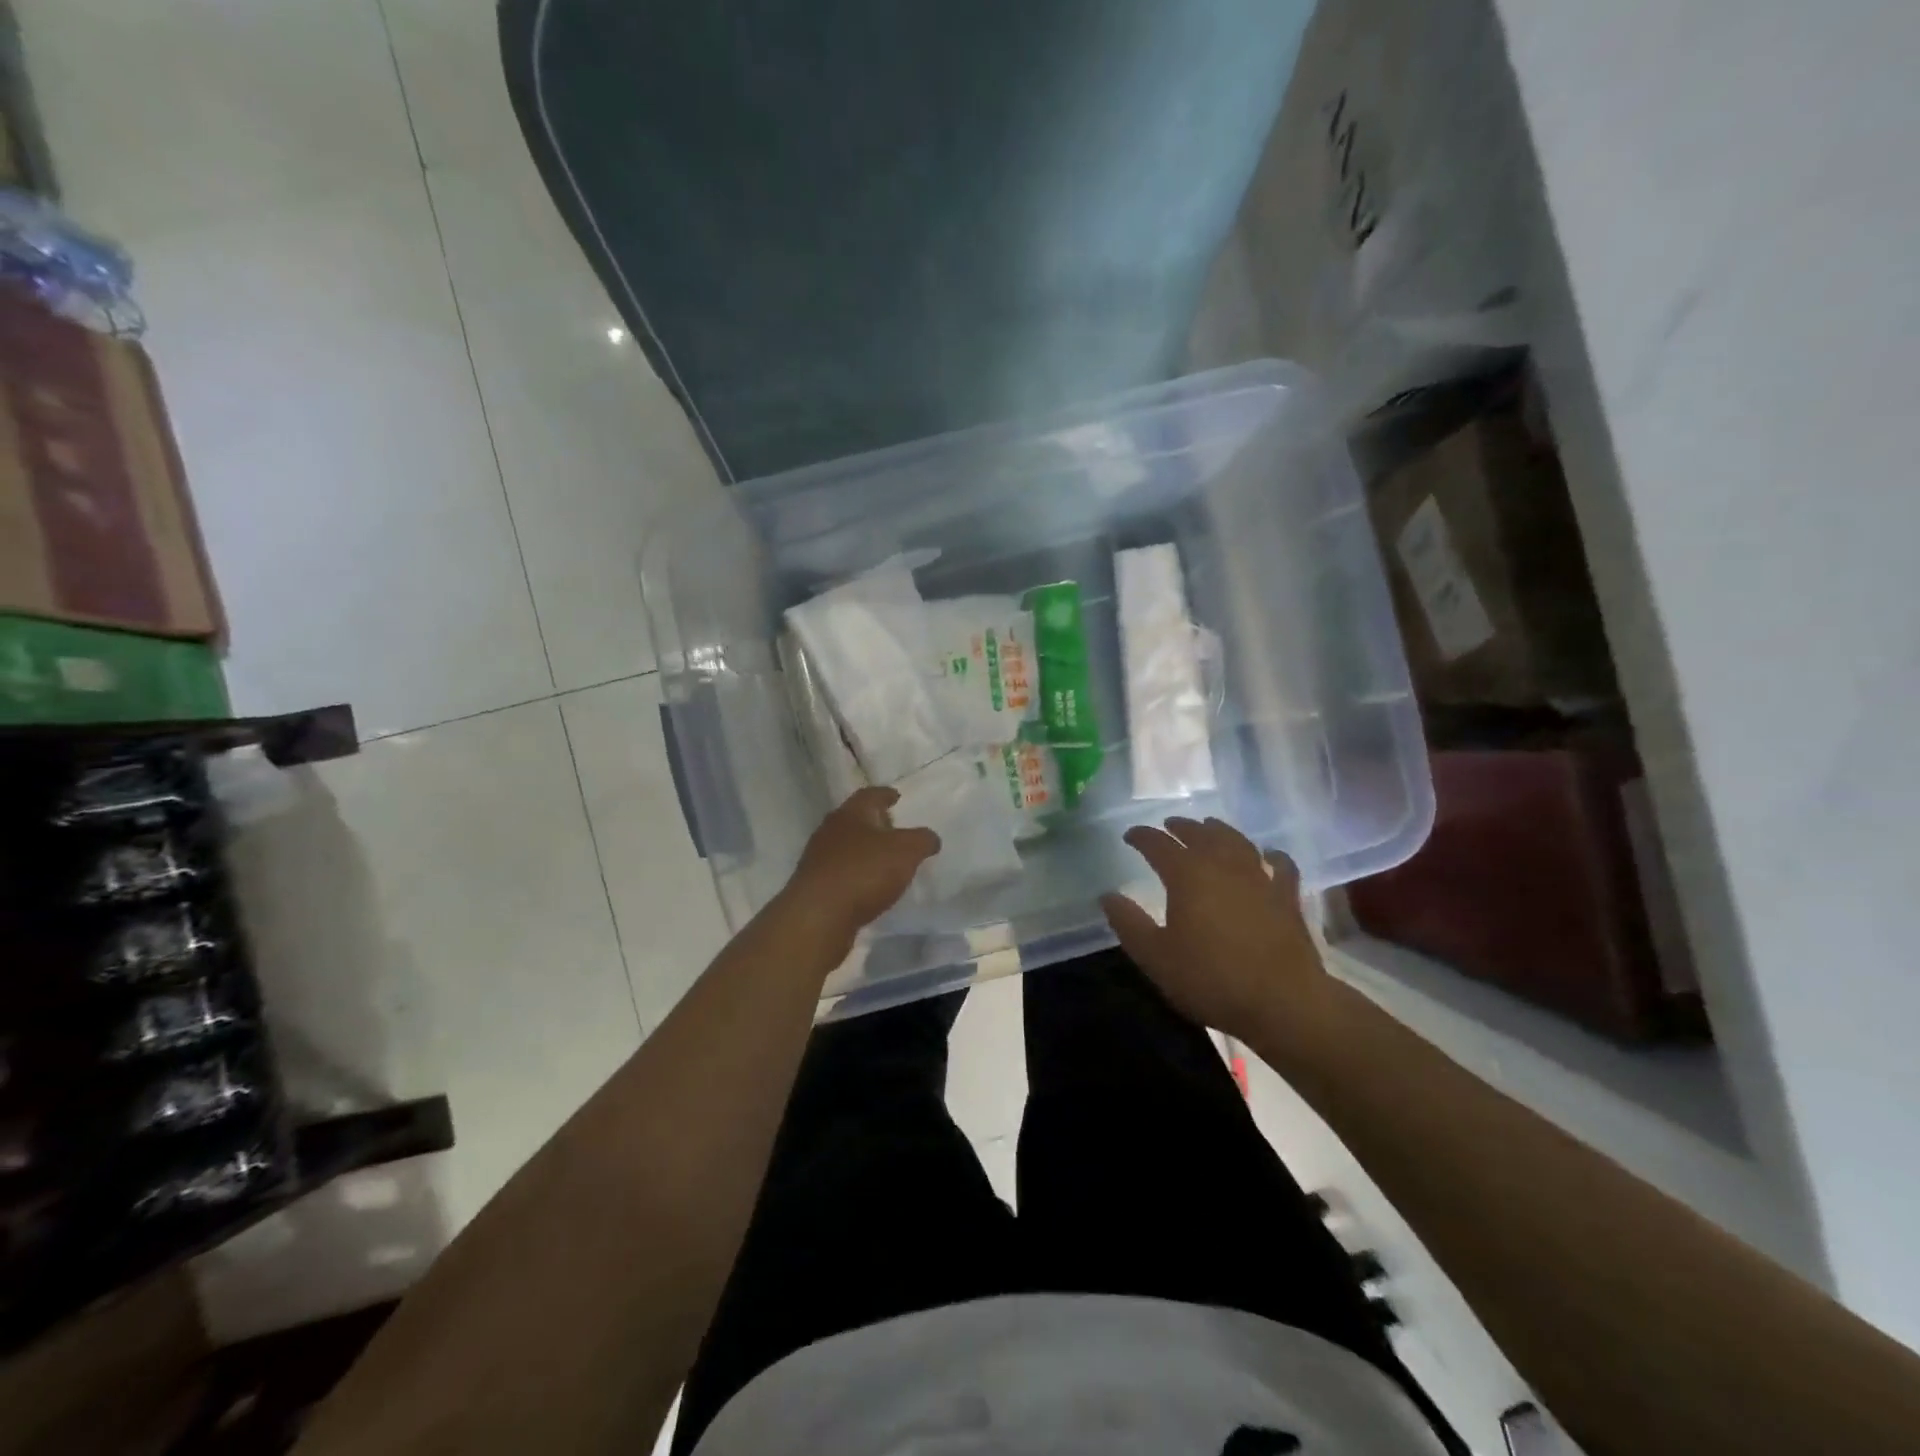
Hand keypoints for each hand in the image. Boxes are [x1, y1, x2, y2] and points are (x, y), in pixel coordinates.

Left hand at [780, 786, 940, 945]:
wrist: (818, 916)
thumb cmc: (864, 872)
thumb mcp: (906, 851)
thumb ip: (922, 840)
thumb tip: (930, 838)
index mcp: (850, 814)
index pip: (869, 795)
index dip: (885, 794)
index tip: (896, 796)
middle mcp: (830, 831)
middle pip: (854, 820)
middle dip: (874, 823)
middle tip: (893, 828)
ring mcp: (818, 859)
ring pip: (845, 847)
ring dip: (864, 850)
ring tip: (884, 860)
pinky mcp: (814, 886)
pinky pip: (840, 872)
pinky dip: (856, 874)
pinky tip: (868, 886)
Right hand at [1101, 816, 1326, 1041]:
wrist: (1282, 1002)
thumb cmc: (1211, 979)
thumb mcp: (1155, 957)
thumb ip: (1128, 923)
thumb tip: (1107, 895)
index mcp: (1187, 875)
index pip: (1158, 844)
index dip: (1142, 837)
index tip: (1129, 836)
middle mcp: (1222, 865)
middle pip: (1199, 834)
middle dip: (1180, 827)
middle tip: (1168, 826)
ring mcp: (1259, 877)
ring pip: (1236, 841)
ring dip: (1219, 830)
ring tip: (1209, 827)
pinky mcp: (1286, 896)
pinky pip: (1281, 864)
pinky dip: (1272, 854)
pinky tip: (1269, 854)